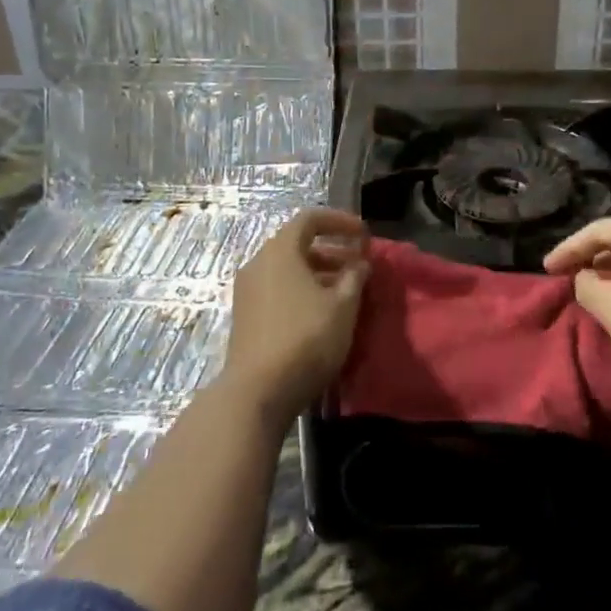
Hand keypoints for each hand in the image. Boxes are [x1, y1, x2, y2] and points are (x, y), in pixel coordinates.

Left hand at [226, 208, 370, 422]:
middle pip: (297, 244)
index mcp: (280, 251)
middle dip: (332, 250)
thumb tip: (359, 263)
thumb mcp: (343, 306)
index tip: (364, 235)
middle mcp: (258, 263)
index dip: (340, 221)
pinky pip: (278, 289)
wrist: (258, 392)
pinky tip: (322, 312)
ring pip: (288, 269)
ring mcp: (248, 291)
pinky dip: (302, 289)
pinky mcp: (246, 316)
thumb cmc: (306, 338)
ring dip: (319, 272)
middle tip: (359, 265)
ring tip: (346, 291)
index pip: (310, 219)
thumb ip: (355, 277)